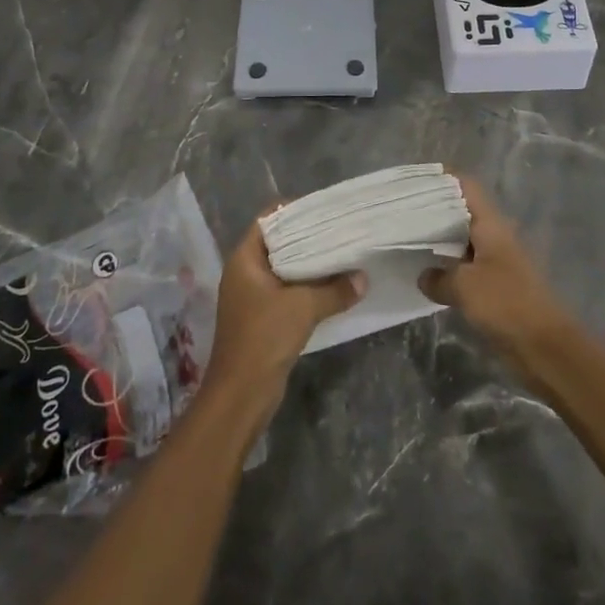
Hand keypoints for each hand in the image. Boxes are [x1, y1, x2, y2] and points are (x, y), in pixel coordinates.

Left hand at [203, 216, 364, 426]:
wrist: (241, 395)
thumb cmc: (264, 337)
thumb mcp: (304, 307)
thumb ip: (335, 289)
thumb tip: (363, 278)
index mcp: (244, 259)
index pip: (269, 220)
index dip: (294, 211)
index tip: (324, 210)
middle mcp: (245, 273)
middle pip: (278, 244)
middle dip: (308, 239)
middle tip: (340, 230)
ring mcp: (252, 297)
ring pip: (285, 270)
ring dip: (310, 266)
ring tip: (342, 255)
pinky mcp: (262, 319)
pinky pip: (287, 292)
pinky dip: (307, 288)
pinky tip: (333, 288)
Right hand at [419, 173, 576, 368]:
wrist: (545, 347)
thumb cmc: (506, 304)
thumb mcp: (464, 287)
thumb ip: (439, 277)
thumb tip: (424, 275)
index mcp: (491, 224)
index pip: (466, 187)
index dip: (443, 178)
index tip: (416, 179)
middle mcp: (494, 236)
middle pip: (462, 211)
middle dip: (434, 210)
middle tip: (402, 211)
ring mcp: (496, 261)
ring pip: (462, 240)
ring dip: (439, 241)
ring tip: (406, 239)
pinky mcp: (496, 287)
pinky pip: (466, 268)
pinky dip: (448, 267)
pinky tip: (426, 274)